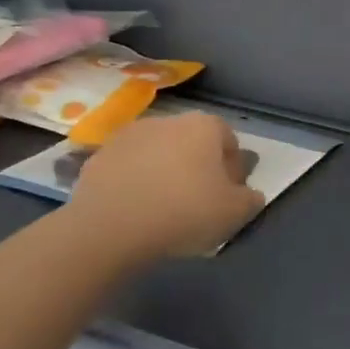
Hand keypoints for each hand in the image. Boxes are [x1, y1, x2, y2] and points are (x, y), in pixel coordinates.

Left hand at [70, 113, 262, 259]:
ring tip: (161, 208)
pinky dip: (133, 182)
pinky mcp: (98, 156)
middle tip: (196, 202)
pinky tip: (134, 210)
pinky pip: (126, 168)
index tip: (228, 195)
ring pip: (156, 152)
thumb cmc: (184, 213)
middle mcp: (167, 120)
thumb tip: (250, 194)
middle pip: (191, 142)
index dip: (231, 167)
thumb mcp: (234, 213)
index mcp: (204, 126)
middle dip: (196, 165)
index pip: (227, 139)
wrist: (111, 227)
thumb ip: (250, 199)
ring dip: (162, 171)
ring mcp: (129, 135)